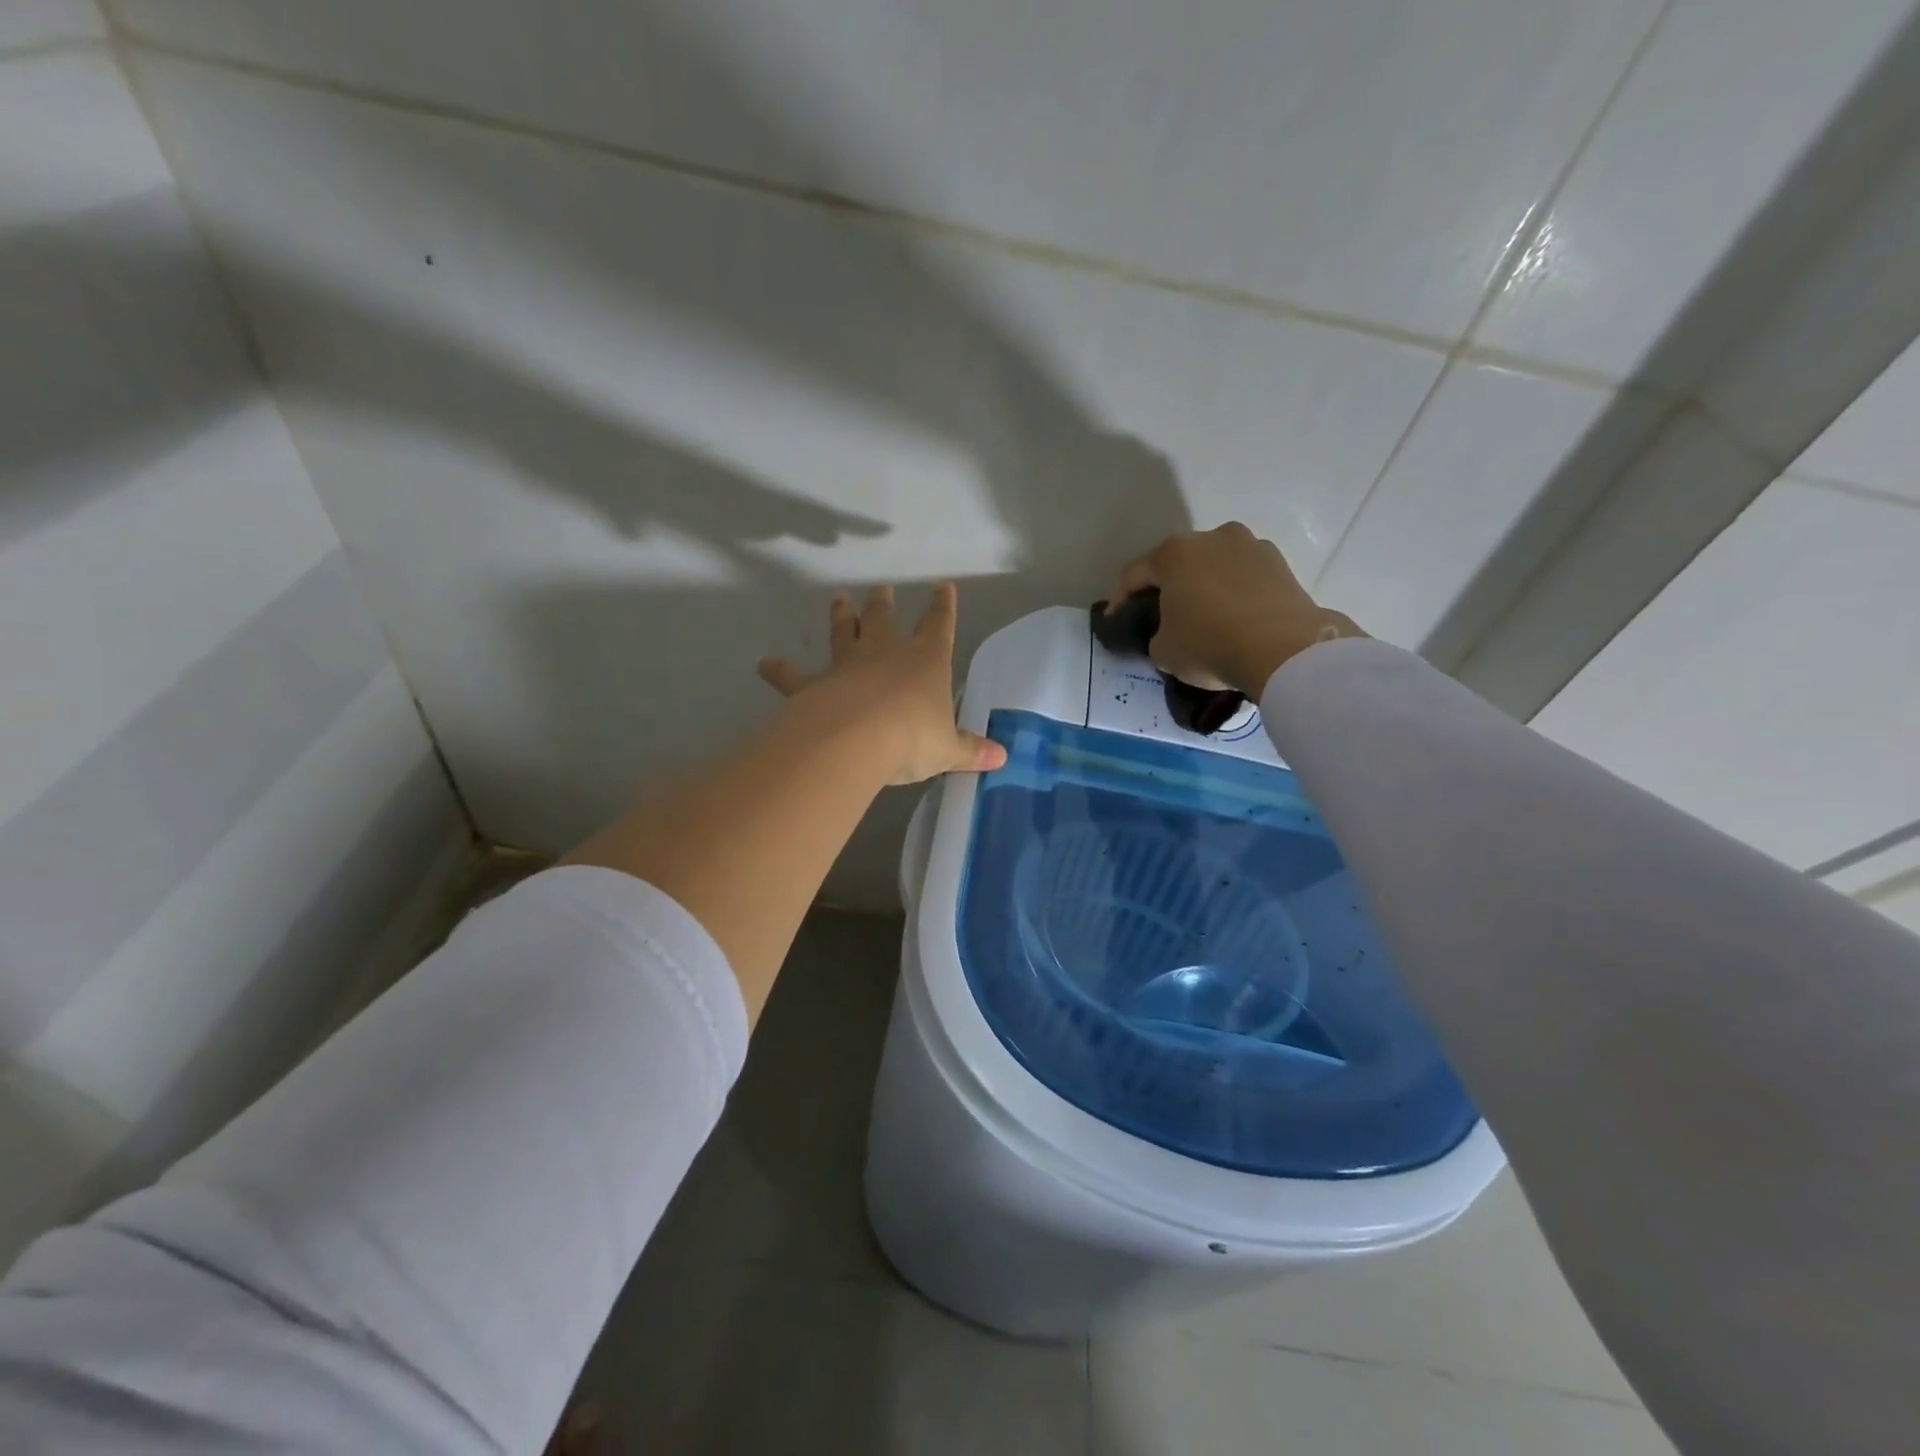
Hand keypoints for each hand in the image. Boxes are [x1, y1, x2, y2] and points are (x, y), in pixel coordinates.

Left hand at [757, 583, 1007, 785]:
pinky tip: (765, 664)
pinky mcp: (814, 686)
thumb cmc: (912, 738)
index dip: (942, 607)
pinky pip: (795, 676)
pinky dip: (780, 670)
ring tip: (838, 598)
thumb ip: (970, 750)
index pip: (938, 626)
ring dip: (841, 616)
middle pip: (884, 620)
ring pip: (844, 634)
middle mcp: (885, 654)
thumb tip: (1001, 757)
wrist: (856, 739)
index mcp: (925, 661)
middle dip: (884, 604)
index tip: (942, 587)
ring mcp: (847, 666)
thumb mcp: (947, 750)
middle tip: (881, 588)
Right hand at [1115, 522, 1365, 695]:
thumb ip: (1155, 636)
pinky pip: (1246, 578)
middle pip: (1178, 563)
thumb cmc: (1209, 644)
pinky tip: (1236, 619)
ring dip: (1206, 587)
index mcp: (1173, 552)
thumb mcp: (1163, 651)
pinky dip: (1236, 594)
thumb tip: (1167, 634)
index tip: (1117, 622)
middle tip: (1163, 617)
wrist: (1284, 651)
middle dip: (1168, 587)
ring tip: (1206, 617)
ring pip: (1215, 566)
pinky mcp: (1282, 564)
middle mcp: (1212, 537)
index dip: (1120, 600)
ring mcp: (1251, 546)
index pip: (1133, 574)